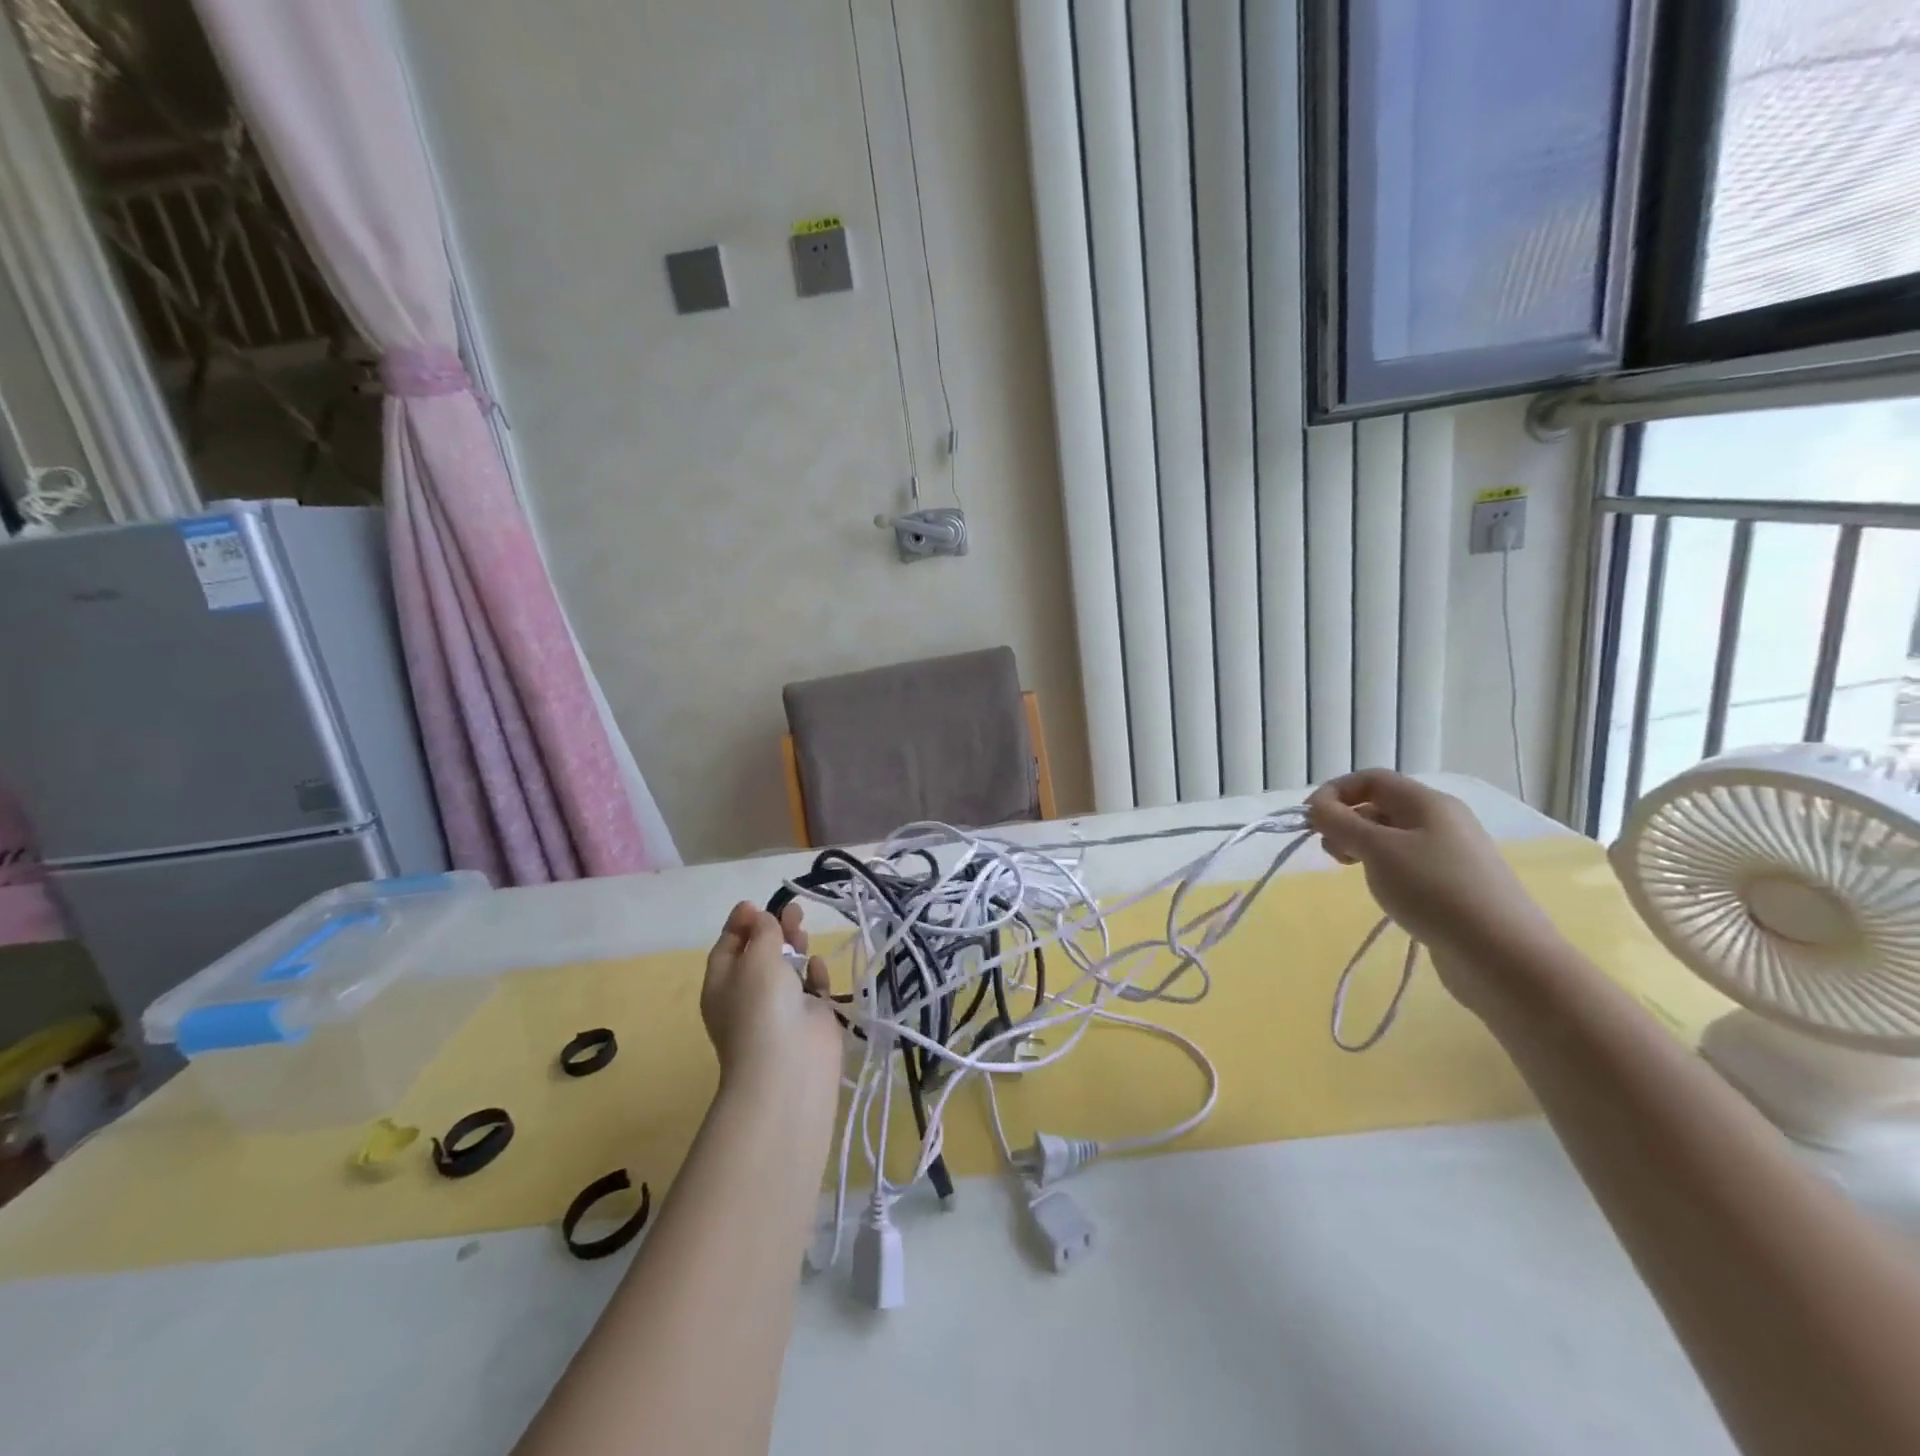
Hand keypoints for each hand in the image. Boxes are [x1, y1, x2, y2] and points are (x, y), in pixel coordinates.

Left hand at [701, 902, 841, 1098]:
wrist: (789, 1066)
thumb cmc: (761, 1006)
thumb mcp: (755, 958)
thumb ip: (763, 932)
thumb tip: (764, 919)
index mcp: (722, 984)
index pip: (727, 947)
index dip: (740, 924)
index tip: (755, 904)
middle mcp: (748, 995)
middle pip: (760, 954)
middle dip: (773, 930)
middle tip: (792, 911)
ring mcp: (780, 1008)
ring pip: (787, 969)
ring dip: (795, 947)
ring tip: (803, 930)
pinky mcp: (810, 1018)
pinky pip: (811, 988)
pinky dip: (814, 974)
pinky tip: (817, 965)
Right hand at [1306, 770, 1564, 1013]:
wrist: (1503, 955)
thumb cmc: (1434, 891)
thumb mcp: (1377, 850)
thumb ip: (1340, 823)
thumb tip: (1316, 806)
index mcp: (1427, 803)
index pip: (1371, 779)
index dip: (1334, 792)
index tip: (1308, 821)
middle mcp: (1442, 821)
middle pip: (1381, 806)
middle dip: (1346, 821)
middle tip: (1330, 852)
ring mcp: (1451, 854)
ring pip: (1392, 836)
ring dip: (1362, 846)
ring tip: (1352, 872)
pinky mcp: (1454, 885)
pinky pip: (1408, 863)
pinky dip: (1384, 869)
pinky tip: (1383, 891)